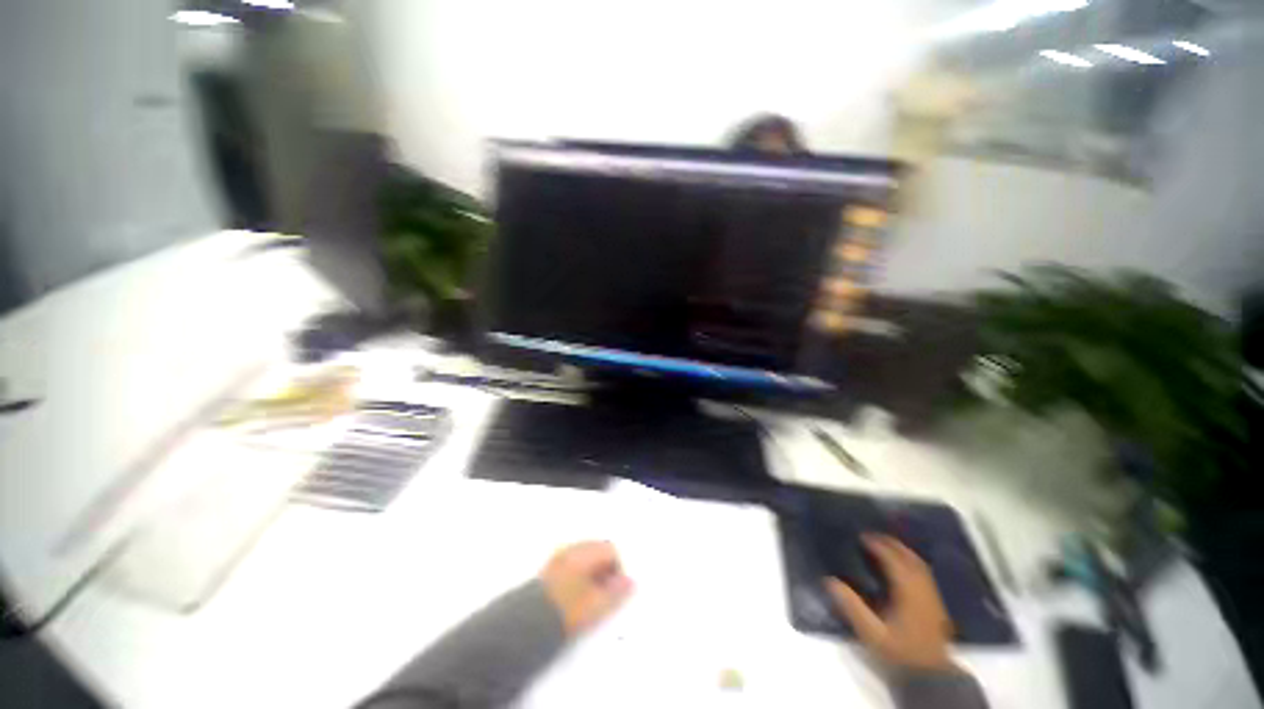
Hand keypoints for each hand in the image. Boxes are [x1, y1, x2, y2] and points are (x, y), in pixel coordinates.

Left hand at [539, 541, 632, 636]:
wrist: (529, 624)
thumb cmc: (567, 612)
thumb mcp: (597, 605)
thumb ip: (617, 592)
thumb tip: (630, 582)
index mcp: (584, 553)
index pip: (610, 549)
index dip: (618, 568)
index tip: (616, 589)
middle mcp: (571, 548)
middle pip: (597, 549)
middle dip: (605, 568)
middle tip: (605, 593)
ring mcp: (558, 556)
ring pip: (584, 556)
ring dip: (592, 571)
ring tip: (590, 597)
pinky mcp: (549, 567)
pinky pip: (571, 562)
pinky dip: (579, 573)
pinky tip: (575, 594)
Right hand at [825, 534, 955, 670]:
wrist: (931, 675)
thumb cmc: (900, 652)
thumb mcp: (872, 633)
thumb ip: (852, 607)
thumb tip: (830, 581)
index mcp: (908, 592)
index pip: (893, 561)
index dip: (878, 546)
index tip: (862, 536)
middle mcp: (922, 589)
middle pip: (909, 558)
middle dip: (891, 543)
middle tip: (872, 536)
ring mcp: (932, 596)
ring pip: (919, 564)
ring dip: (903, 551)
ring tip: (885, 545)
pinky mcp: (935, 604)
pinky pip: (924, 573)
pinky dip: (911, 562)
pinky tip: (903, 565)